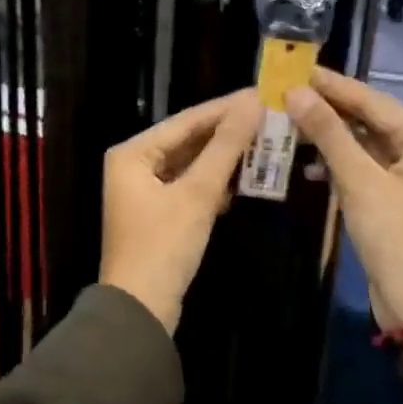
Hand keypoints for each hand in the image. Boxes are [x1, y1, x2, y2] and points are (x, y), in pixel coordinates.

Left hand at [99, 90, 264, 332]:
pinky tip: (244, 178)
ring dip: (224, 158)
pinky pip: (190, 186)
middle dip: (228, 133)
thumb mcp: (197, 194)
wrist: (141, 310)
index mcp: (132, 153)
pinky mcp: (159, 213)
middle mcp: (134, 165)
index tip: (262, 94)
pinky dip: (214, 183)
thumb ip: (225, 147)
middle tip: (270, 116)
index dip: (226, 108)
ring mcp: (144, 190)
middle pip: (188, 140)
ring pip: (191, 164)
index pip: (186, 120)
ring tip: (266, 141)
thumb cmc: (163, 245)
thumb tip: (252, 104)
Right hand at [286, 68, 402, 333]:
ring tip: (289, 122)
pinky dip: (336, 164)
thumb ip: (329, 134)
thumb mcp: (359, 182)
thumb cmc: (396, 237)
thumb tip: (296, 92)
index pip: (372, 101)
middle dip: (328, 109)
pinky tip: (308, 165)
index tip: (297, 69)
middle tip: (286, 92)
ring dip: (329, 137)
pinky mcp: (393, 198)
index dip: (333, 85)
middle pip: (368, 119)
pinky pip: (362, 168)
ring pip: (362, 144)